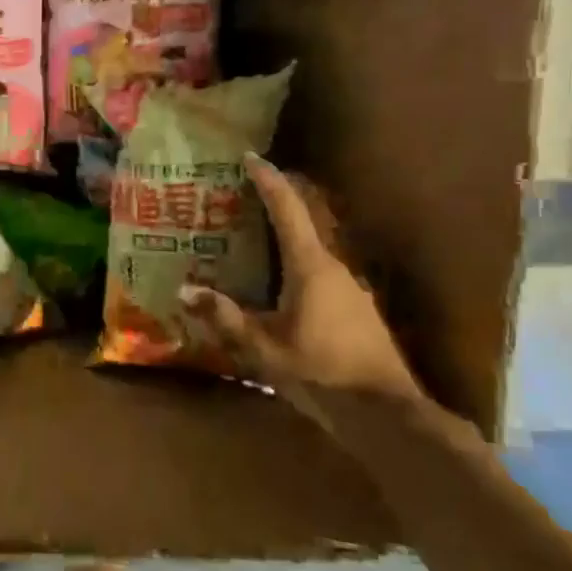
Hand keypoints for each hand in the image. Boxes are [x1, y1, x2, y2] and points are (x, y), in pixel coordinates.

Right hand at [180, 153, 422, 421]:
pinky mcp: (356, 309)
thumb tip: (185, 290)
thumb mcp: (263, 348)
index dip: (268, 179)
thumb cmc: (321, 373)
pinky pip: (320, 273)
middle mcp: (334, 267)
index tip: (249, 157)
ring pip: (312, 250)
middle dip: (276, 204)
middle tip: (242, 198)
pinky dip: (296, 265)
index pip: (288, 208)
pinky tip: (280, 288)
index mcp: (310, 266)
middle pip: (305, 222)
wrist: (386, 413)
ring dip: (286, 238)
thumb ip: (224, 317)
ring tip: (252, 242)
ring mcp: (350, 288)